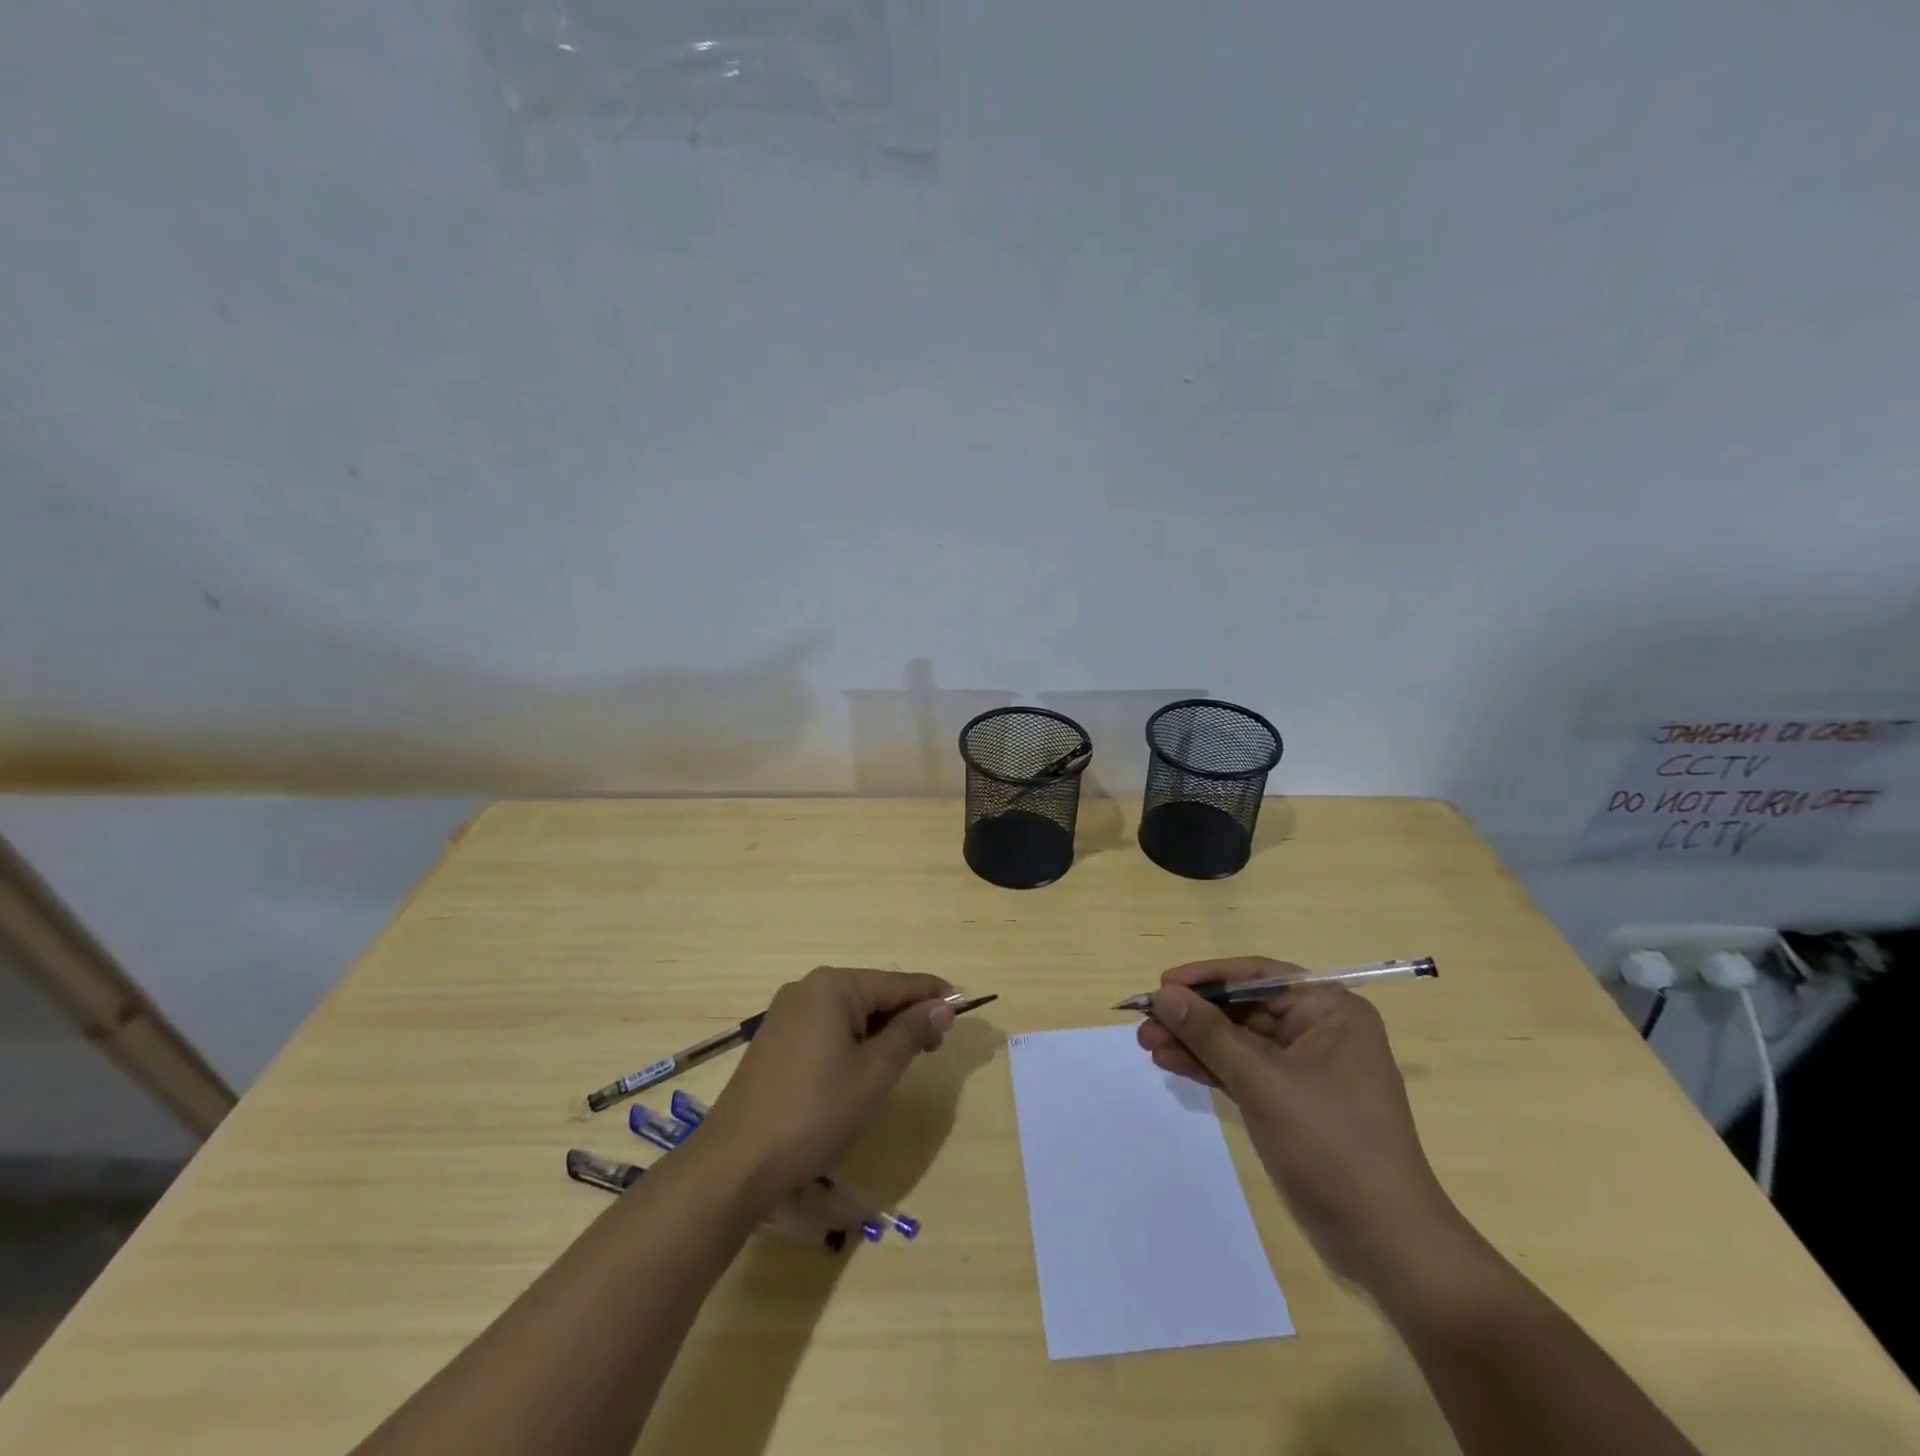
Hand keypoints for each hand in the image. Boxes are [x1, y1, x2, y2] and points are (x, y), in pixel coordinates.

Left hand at [698, 966, 955, 1202]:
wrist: (736, 1162)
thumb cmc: (814, 1112)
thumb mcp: (874, 1073)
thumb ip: (911, 1033)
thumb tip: (942, 1007)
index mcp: (833, 986)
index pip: (897, 983)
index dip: (933, 995)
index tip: (963, 1006)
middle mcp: (808, 988)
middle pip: (872, 994)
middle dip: (906, 1015)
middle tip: (935, 1046)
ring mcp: (786, 1014)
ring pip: (850, 1012)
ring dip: (881, 1031)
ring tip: (905, 1059)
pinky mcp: (775, 1040)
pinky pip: (827, 1027)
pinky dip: (854, 1040)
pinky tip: (864, 1066)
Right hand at [1138, 957, 1469, 1289]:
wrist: (1386, 1242)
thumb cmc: (1330, 1145)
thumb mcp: (1262, 1082)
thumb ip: (1209, 1033)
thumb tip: (1163, 993)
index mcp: (1329, 1010)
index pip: (1258, 975)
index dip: (1206, 977)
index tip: (1162, 985)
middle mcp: (1320, 1030)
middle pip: (1244, 1008)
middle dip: (1194, 1016)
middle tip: (1145, 1023)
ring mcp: (1306, 1068)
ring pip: (1239, 1041)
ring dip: (1195, 1042)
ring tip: (1148, 1045)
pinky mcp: (1293, 1101)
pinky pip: (1244, 1070)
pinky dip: (1210, 1067)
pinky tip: (1172, 1064)